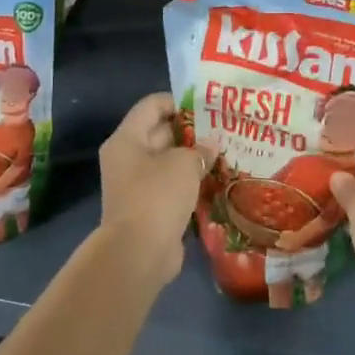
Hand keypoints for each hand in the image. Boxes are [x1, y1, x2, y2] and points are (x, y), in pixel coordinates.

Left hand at [98, 92, 208, 286]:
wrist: (138, 253)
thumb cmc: (157, 196)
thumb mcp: (184, 163)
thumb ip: (200, 149)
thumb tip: (210, 147)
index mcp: (127, 139)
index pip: (152, 105)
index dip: (180, 101)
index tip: (209, 106)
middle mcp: (128, 158)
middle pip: (162, 132)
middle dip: (193, 131)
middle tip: (225, 129)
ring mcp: (138, 185)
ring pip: (169, 161)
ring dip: (195, 159)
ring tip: (226, 153)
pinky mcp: (150, 207)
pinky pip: (172, 186)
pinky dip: (192, 182)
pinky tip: (218, 180)